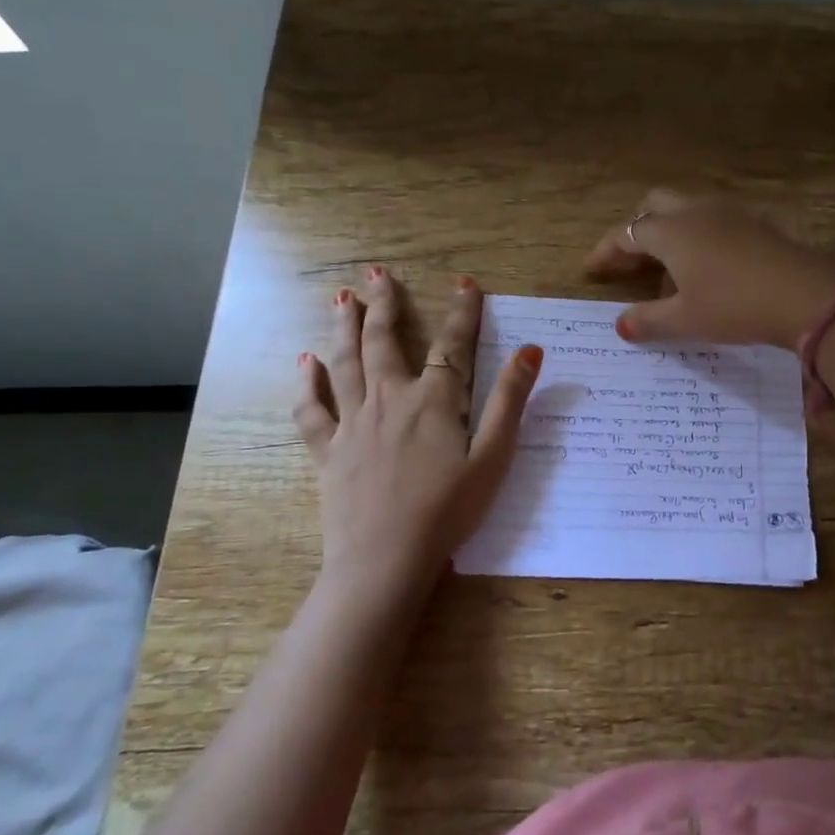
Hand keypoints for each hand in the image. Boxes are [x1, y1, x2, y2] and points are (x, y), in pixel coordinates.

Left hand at [292, 267, 541, 612]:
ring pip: (345, 364)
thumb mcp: (493, 458)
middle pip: (384, 342)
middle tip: (376, 275)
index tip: (465, 283)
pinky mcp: (329, 450)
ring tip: (340, 298)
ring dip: (343, 328)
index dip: (462, 313)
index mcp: (434, 401)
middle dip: (383, 305)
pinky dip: (306, 384)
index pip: (452, 346)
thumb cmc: (448, 512)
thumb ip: (510, 401)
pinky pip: (311, 410)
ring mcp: (354, 424)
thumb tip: (531, 350)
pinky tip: (303, 362)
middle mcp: (390, 400)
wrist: (385, 560)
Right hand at [585, 189, 834, 348]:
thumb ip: (647, 321)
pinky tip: (707, 268)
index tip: (590, 269)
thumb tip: (620, 324)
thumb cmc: (734, 306)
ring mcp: (730, 213)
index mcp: (672, 232)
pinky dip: (697, 237)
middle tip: (630, 261)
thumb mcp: (685, 320)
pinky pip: (713, 221)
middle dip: (636, 229)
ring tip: (668, 270)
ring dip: (669, 232)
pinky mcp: (756, 223)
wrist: (805, 295)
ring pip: (686, 210)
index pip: (626, 233)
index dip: (605, 250)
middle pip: (654, 205)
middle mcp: (697, 212)